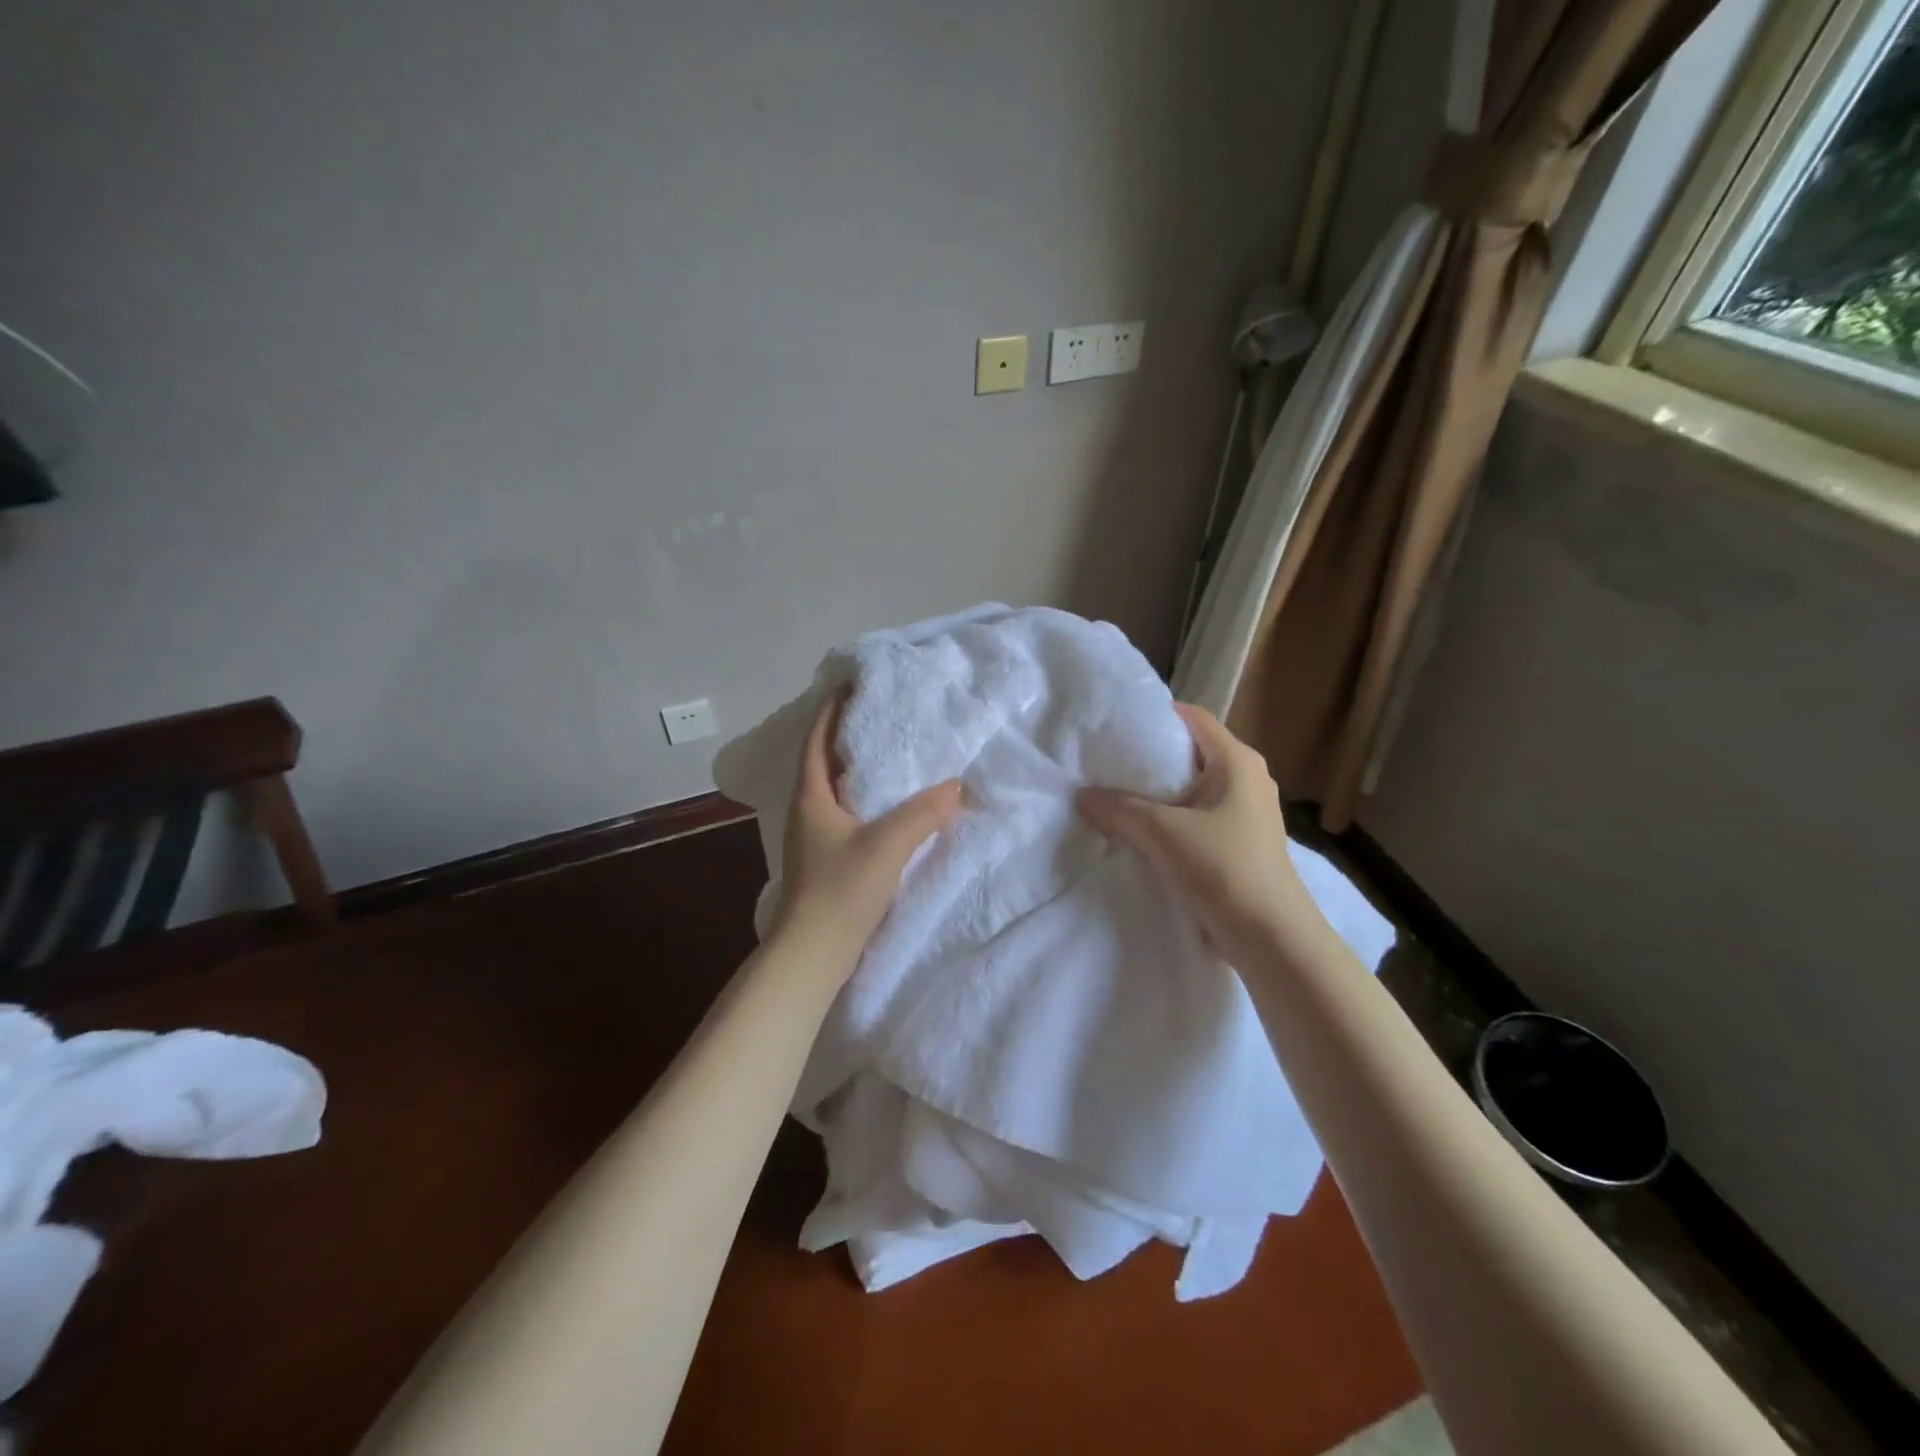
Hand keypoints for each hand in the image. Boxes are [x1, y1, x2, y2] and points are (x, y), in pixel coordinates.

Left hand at [769, 694, 962, 972]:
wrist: (812, 955)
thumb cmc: (841, 890)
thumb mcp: (887, 845)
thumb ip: (924, 813)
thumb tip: (957, 786)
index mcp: (811, 797)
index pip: (816, 741)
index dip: (830, 711)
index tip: (851, 686)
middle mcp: (807, 811)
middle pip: (823, 762)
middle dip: (847, 737)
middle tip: (880, 716)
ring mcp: (814, 839)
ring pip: (835, 791)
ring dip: (857, 770)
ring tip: (890, 755)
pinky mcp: (825, 861)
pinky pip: (845, 815)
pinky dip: (865, 801)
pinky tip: (889, 808)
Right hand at [1076, 703, 1324, 971]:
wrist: (1271, 938)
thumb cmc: (1223, 869)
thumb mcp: (1161, 832)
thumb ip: (1118, 808)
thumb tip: (1081, 795)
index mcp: (1237, 761)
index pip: (1191, 717)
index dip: (1153, 716)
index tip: (1113, 725)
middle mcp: (1246, 778)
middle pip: (1189, 753)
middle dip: (1147, 758)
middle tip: (1103, 762)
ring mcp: (1246, 812)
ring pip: (1190, 790)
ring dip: (1155, 795)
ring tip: (1112, 797)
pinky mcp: (1240, 843)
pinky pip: (1196, 818)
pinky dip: (1168, 820)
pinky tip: (1137, 833)